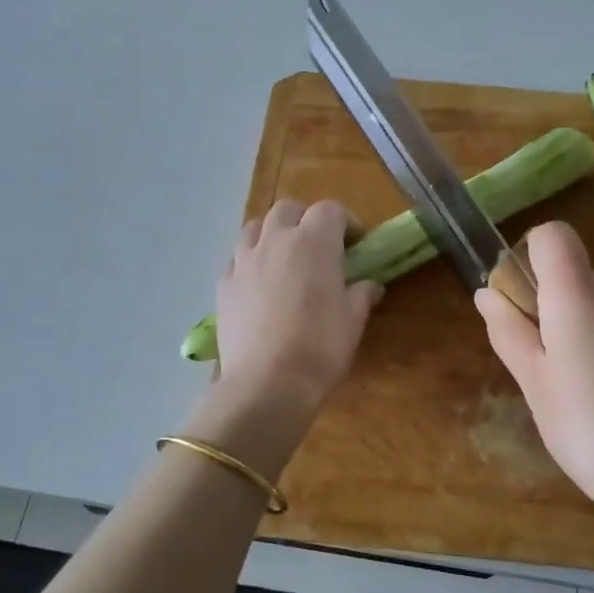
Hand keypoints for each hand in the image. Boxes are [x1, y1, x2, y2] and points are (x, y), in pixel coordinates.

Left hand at [215, 199, 380, 412]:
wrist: (267, 383)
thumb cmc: (320, 347)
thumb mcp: (353, 320)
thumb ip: (361, 294)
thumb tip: (370, 285)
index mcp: (314, 242)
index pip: (331, 209)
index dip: (346, 222)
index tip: (356, 244)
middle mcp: (276, 240)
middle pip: (288, 209)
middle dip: (306, 220)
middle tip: (319, 247)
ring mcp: (244, 261)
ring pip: (255, 227)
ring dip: (272, 234)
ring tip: (284, 258)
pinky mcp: (223, 285)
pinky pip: (236, 259)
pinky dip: (249, 261)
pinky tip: (258, 284)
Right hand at [476, 221, 593, 515]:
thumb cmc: (584, 426)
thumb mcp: (533, 383)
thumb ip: (508, 331)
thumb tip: (488, 293)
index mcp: (578, 295)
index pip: (553, 234)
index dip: (530, 254)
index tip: (519, 299)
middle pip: (575, 273)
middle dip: (549, 303)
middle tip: (538, 360)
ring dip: (579, 327)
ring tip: (574, 386)